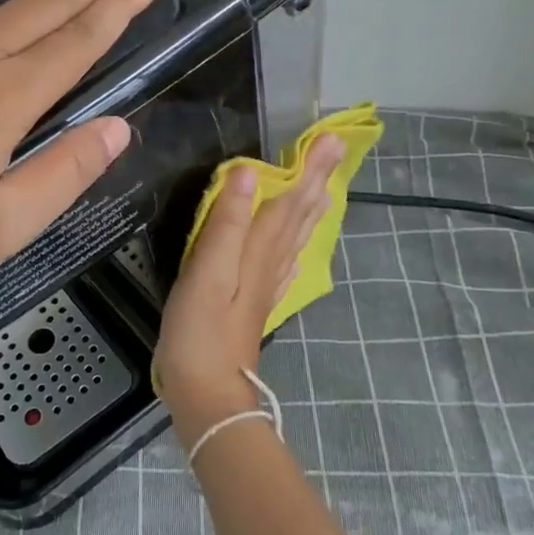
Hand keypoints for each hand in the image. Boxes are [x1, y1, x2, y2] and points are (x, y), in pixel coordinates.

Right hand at [154, 135, 344, 447]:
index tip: (328, 138)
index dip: (306, 169)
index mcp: (257, 252)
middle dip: (315, 181)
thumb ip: (226, 223)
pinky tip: (296, 249)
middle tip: (334, 150)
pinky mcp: (255, 306)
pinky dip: (294, 247)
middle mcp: (268, 265)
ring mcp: (264, 288)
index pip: (288, 201)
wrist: (208, 396)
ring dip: (309, 209)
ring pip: (293, 239)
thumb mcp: (207, 272)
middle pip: (297, 216)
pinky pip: (283, 265)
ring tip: (324, 187)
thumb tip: (248, 174)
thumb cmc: (199, 331)